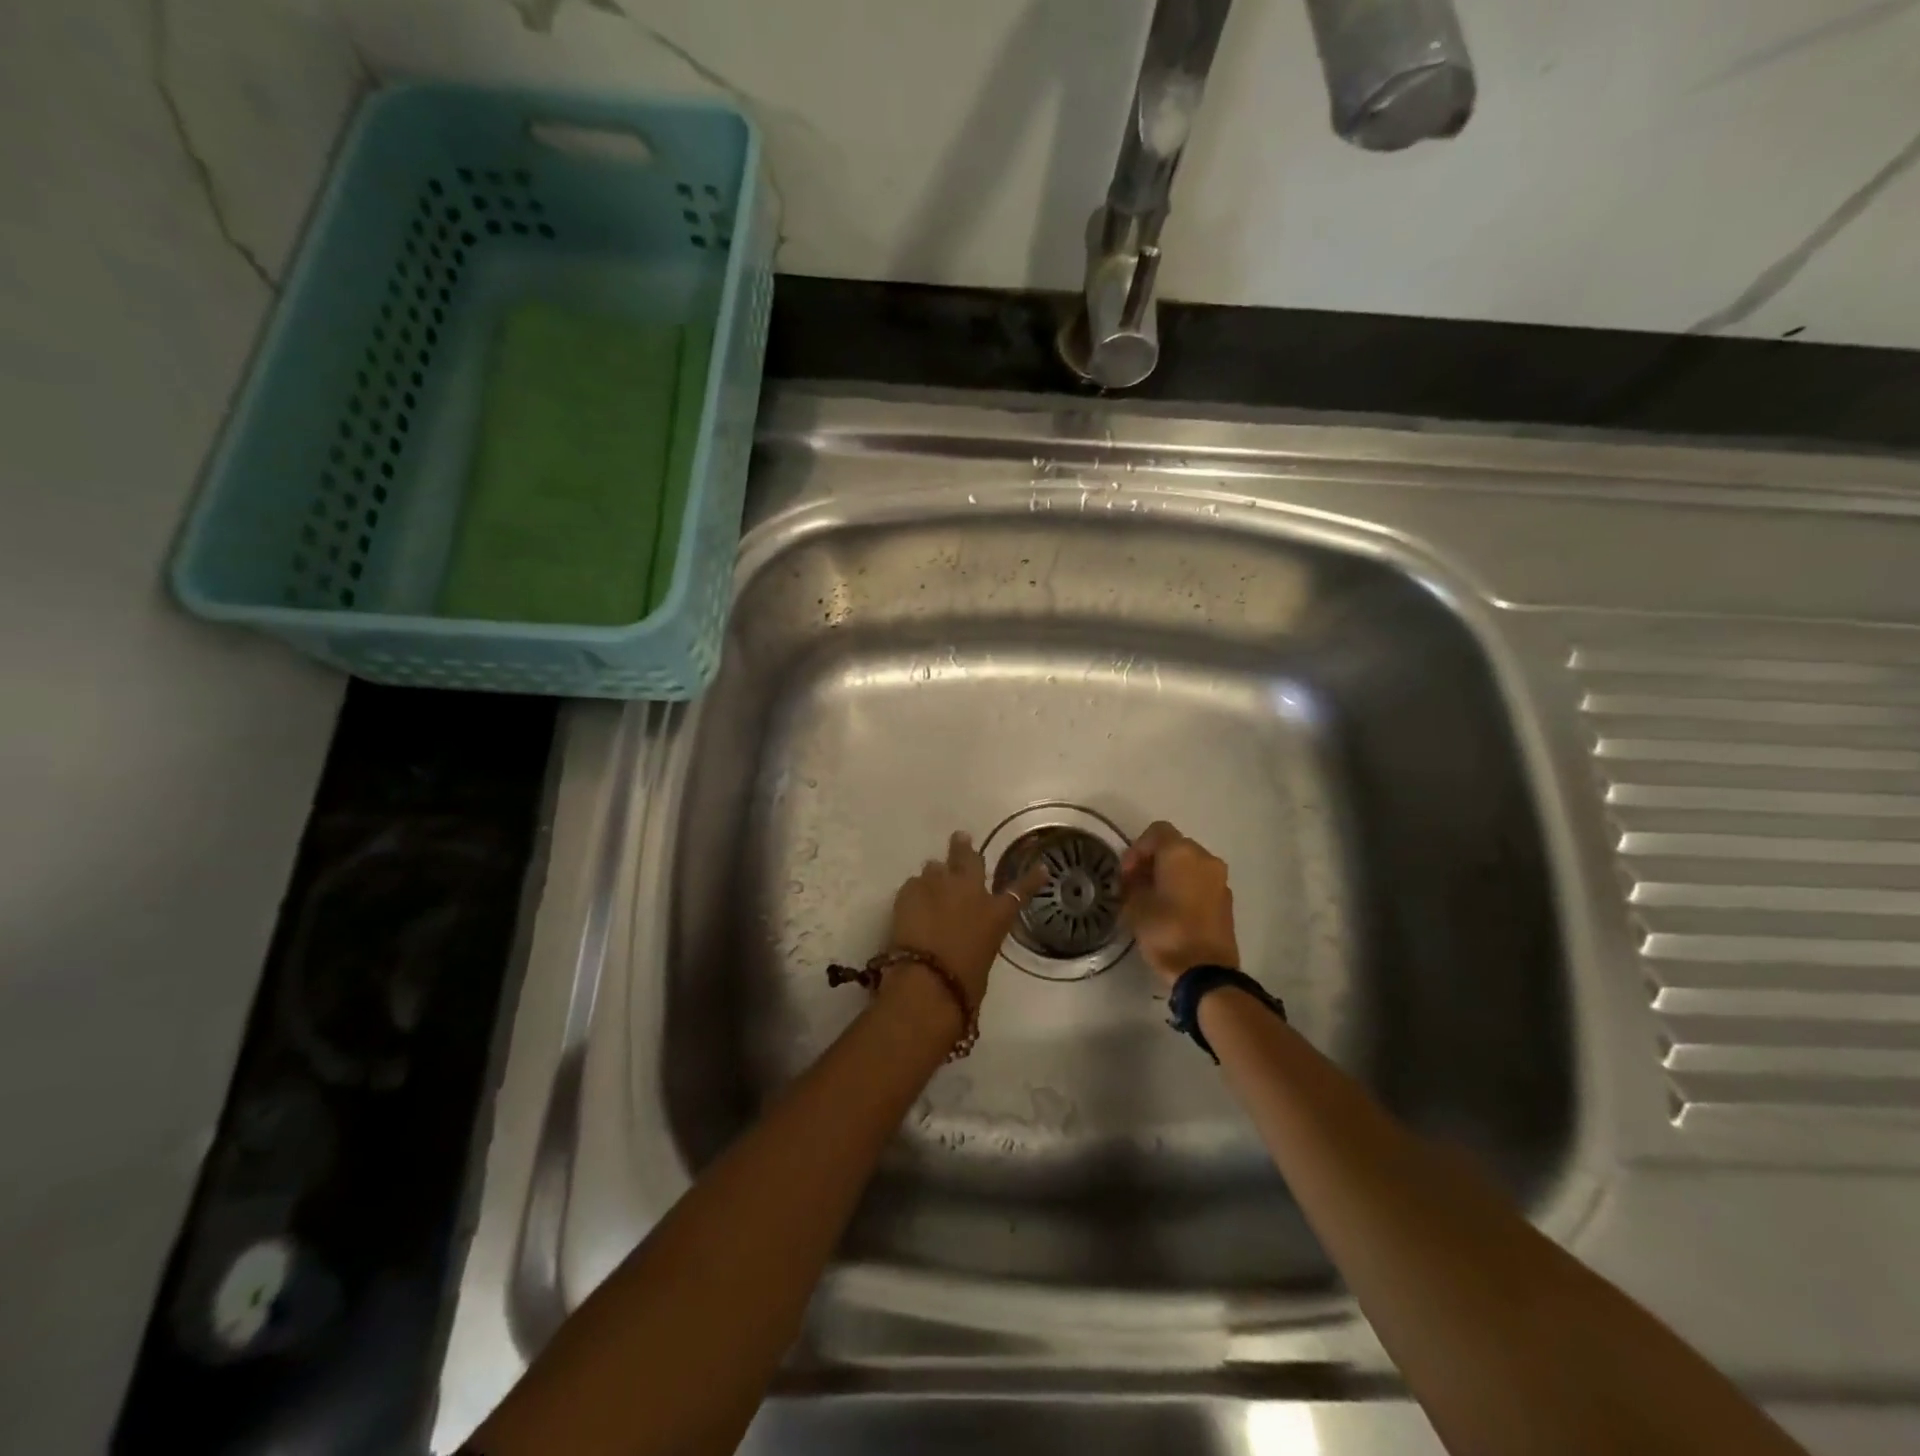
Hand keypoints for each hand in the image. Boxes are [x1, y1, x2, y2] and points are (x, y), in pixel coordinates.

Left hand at [886, 831, 1045, 1010]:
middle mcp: (970, 890)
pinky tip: (911, 902)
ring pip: (936, 866)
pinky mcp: (910, 890)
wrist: (928, 980)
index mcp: (996, 913)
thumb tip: (967, 938)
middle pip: (969, 858)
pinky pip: (913, 883)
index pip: (1020, 890)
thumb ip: (978, 939)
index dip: (1032, 878)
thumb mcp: (982, 959)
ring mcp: (938, 885)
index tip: (1042, 868)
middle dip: (964, 849)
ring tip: (931, 878)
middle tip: (961, 839)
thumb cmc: (963, 983)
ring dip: (936, 872)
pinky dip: (915, 891)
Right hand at [1119, 820, 1239, 988]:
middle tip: (1136, 884)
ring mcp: (1220, 879)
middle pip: (1175, 846)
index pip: (1157, 831)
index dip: (1137, 848)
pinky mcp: (1227, 900)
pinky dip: (1186, 887)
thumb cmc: (1166, 932)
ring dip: (1171, 874)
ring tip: (1154, 898)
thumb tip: (1135, 879)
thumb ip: (1132, 884)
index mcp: (1181, 853)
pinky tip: (1173, 911)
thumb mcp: (1135, 906)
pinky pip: (1201, 882)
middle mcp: (1205, 858)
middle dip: (1153, 861)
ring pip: (1190, 865)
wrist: (1206, 972)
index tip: (1126, 873)